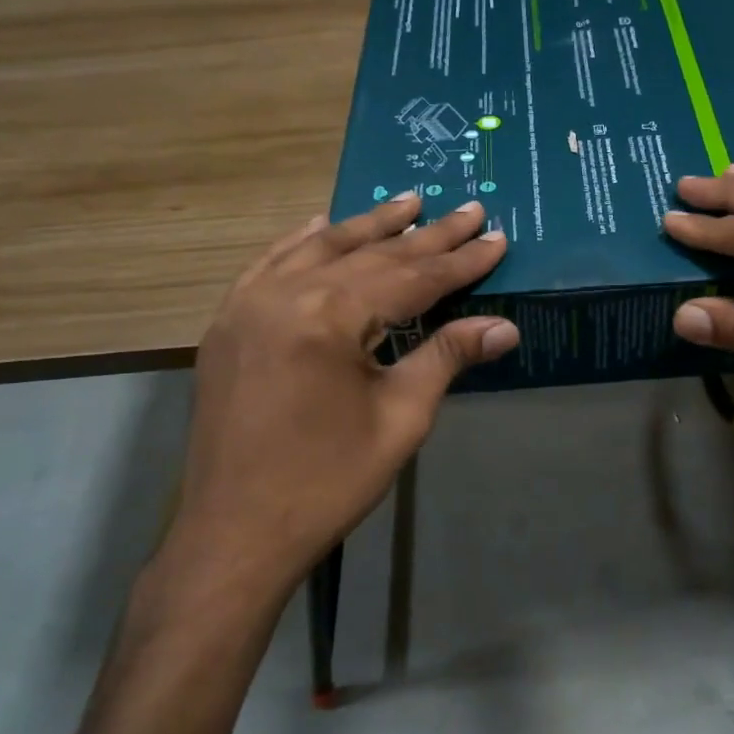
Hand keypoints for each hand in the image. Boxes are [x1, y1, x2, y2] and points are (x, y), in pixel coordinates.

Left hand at [163, 194, 515, 610]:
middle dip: (424, 235)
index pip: (411, 276)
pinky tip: (322, 226)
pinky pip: (270, 265)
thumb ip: (447, 357)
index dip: (459, 260)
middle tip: (467, 209)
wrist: (236, 532)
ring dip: (367, 226)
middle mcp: (284, 293)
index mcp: (329, 316)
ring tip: (407, 201)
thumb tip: (504, 326)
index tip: (496, 237)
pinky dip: (303, 243)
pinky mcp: (228, 325)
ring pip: (318, 249)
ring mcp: (248, 305)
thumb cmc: (328, 481)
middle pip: (369, 254)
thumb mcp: (400, 418)